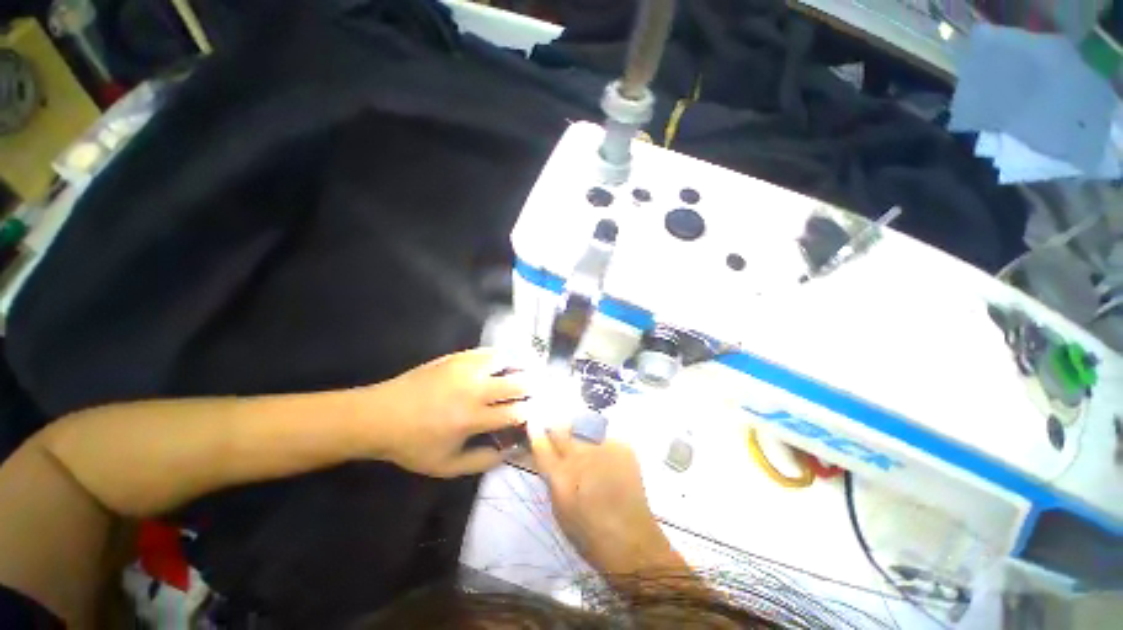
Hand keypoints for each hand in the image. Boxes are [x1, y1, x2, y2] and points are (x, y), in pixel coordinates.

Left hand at [364, 348, 527, 477]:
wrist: (379, 415)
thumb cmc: (413, 444)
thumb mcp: (446, 466)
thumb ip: (482, 461)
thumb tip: (511, 450)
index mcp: (472, 419)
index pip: (516, 412)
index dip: (532, 413)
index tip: (536, 414)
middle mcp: (474, 390)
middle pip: (518, 382)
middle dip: (534, 388)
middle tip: (538, 392)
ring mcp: (466, 369)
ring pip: (507, 360)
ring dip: (521, 368)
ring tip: (526, 374)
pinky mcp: (458, 357)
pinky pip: (489, 352)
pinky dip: (503, 357)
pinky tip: (505, 363)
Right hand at [530, 427, 679, 575]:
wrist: (631, 540)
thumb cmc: (588, 533)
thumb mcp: (559, 508)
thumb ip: (552, 476)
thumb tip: (548, 455)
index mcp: (561, 474)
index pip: (542, 443)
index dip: (536, 433)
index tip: (535, 426)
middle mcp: (581, 455)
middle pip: (562, 429)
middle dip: (557, 431)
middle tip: (560, 438)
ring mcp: (603, 447)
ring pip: (584, 429)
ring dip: (580, 436)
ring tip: (588, 452)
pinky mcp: (623, 447)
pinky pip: (605, 438)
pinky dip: (602, 445)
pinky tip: (608, 461)